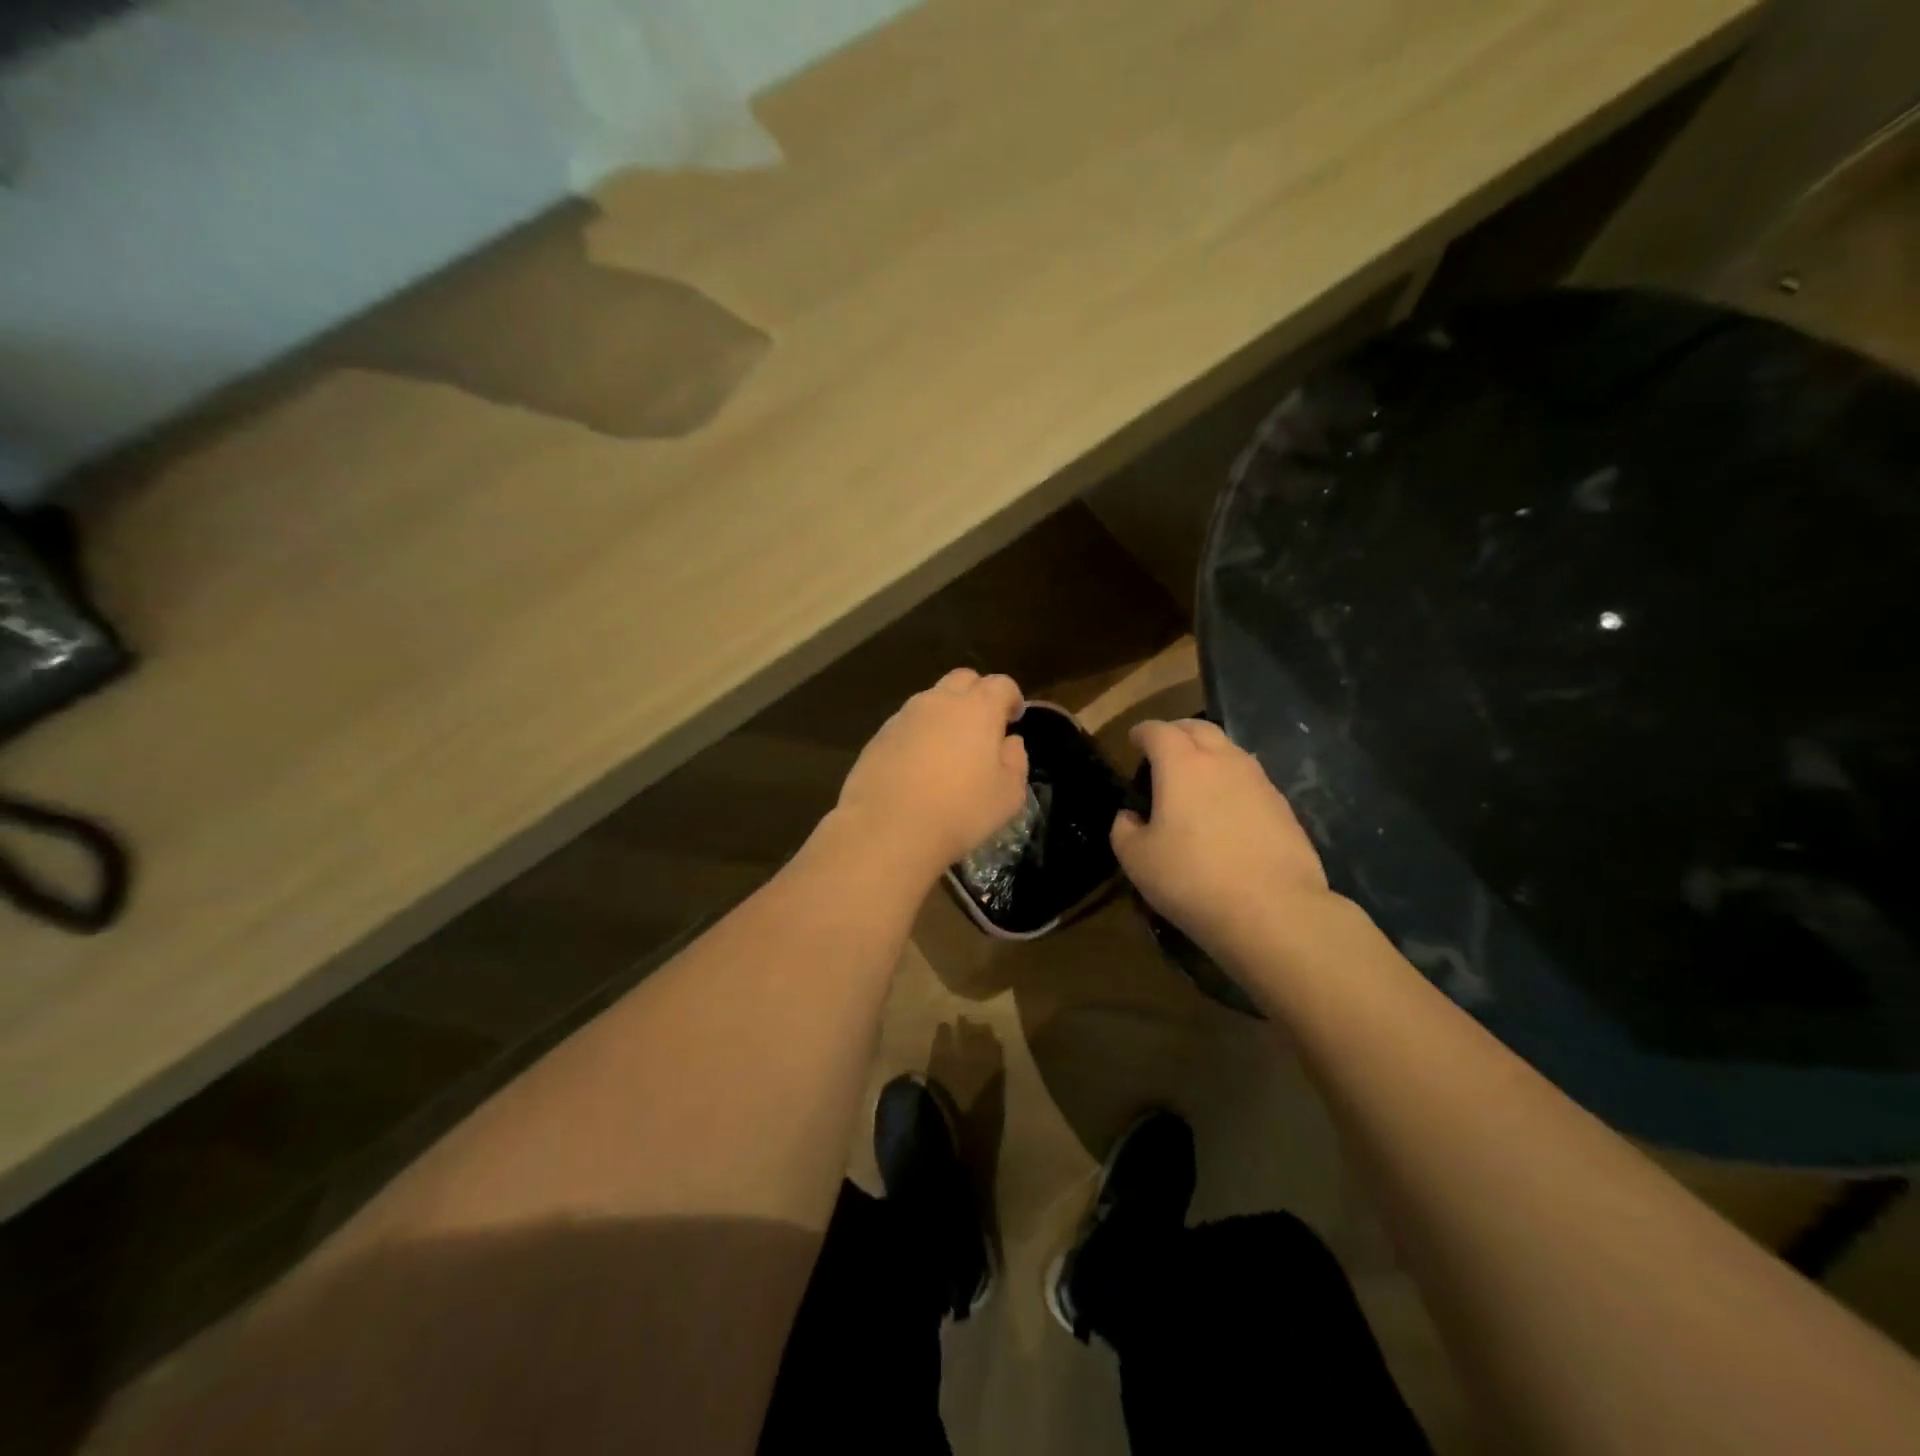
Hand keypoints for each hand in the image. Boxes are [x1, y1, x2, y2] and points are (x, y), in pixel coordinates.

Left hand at [835, 669, 1030, 881]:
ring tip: (948, 750)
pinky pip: (906, 724)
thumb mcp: (1008, 795)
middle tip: (982, 727)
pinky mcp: (878, 736)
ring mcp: (904, 716)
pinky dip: (918, 734)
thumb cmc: (960, 812)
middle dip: (977, 694)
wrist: (888, 829)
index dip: (1011, 698)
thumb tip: (1010, 742)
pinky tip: (918, 767)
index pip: (1001, 684)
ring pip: (931, 700)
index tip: (1014, 719)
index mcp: (977, 708)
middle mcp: (939, 701)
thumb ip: (1016, 761)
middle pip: (962, 680)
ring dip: (945, 715)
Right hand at [1111, 719, 1331, 954]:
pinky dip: (1231, 781)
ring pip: (1229, 750)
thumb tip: (1129, 817)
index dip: (1142, 732)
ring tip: (1196, 777)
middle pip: (1199, 728)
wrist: (1273, 910)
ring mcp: (1258, 781)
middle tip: (1163, 749)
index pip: (1158, 731)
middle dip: (1177, 731)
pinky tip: (1226, 809)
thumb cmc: (1192, 878)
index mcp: (1181, 765)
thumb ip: (1124, 830)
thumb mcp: (1137, 860)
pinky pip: (1250, 779)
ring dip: (1209, 754)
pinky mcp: (1283, 806)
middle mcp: (1222, 761)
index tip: (1133, 740)